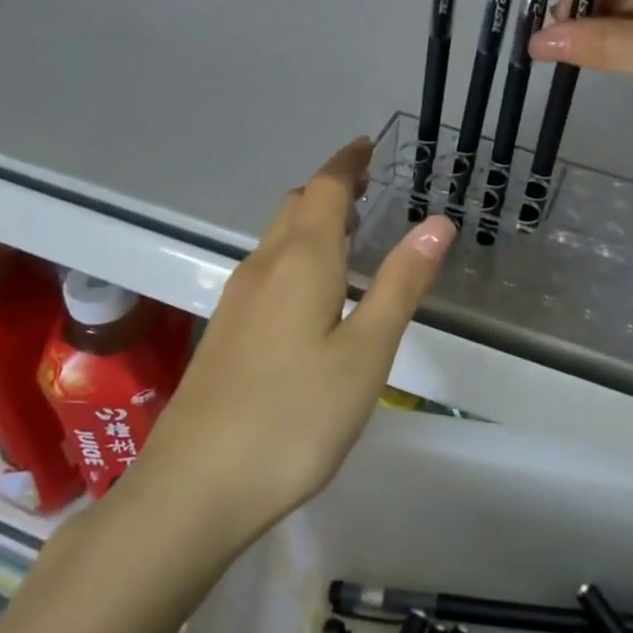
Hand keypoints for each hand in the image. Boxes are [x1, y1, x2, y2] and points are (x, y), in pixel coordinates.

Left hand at [128, 139, 454, 550]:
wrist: (195, 487)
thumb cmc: (294, 417)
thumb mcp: (365, 353)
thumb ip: (400, 284)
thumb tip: (438, 222)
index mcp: (301, 260)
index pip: (326, 189)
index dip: (348, 162)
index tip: (369, 146)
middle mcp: (263, 266)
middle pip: (297, 206)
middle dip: (332, 187)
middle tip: (369, 185)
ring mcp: (237, 298)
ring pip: (278, 236)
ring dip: (312, 219)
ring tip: (349, 230)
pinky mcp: (225, 330)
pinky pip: (267, 267)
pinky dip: (296, 252)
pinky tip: (312, 288)